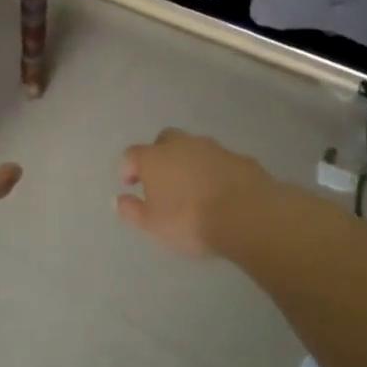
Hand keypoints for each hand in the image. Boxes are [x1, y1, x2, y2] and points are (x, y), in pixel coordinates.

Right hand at [117, 129, 273, 257]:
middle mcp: (182, 145)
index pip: (133, 154)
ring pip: (195, 148)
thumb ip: (132, 210)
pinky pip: (220, 161)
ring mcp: (213, 148)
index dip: (130, 168)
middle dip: (161, 156)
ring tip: (194, 188)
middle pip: (165, 141)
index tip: (133, 185)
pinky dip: (215, 171)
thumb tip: (118, 200)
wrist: (247, 215)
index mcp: (154, 157)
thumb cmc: (189, 220)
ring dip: (190, 162)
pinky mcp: (240, 158)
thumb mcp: (152, 225)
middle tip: (163, 181)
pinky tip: (220, 191)